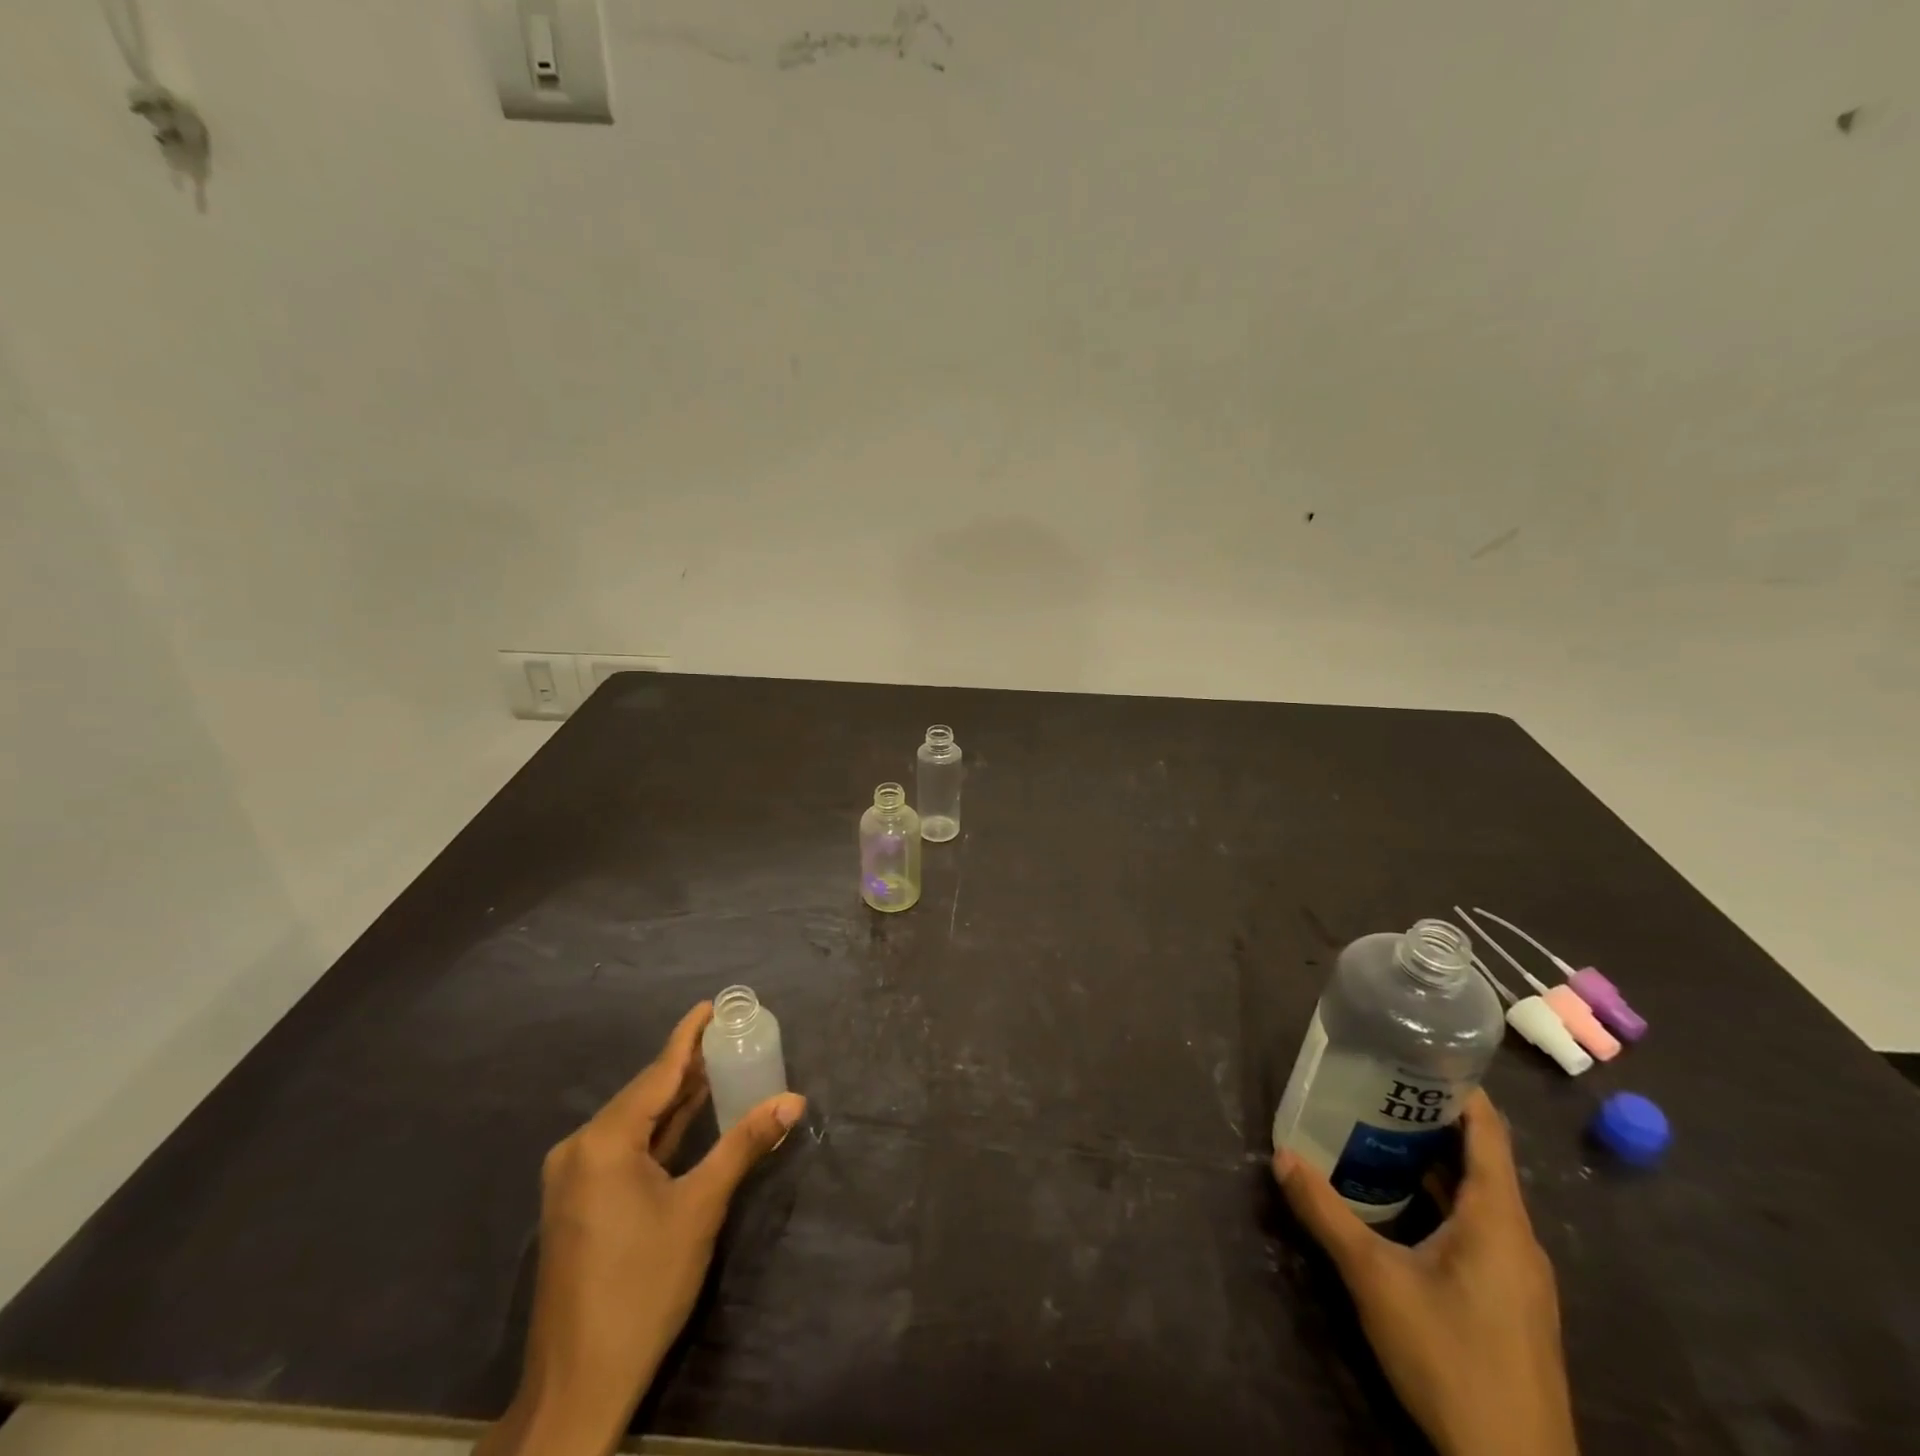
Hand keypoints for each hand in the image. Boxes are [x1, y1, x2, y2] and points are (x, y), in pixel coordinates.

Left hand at [478, 1002, 805, 1455]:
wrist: (578, 1383)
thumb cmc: (643, 1286)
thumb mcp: (700, 1209)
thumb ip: (744, 1145)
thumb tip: (793, 1100)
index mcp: (603, 1141)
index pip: (658, 1073)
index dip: (688, 1036)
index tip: (712, 1005)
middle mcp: (581, 1148)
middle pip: (644, 1093)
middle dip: (686, 1064)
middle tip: (728, 1034)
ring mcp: (575, 1177)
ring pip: (634, 1121)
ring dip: (675, 1097)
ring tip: (716, 1063)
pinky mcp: (579, 1201)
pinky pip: (624, 1146)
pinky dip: (659, 1130)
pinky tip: (688, 1116)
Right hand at [1272, 1090, 1577, 1455]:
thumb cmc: (1450, 1358)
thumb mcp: (1374, 1279)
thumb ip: (1326, 1214)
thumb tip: (1282, 1156)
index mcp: (1499, 1219)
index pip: (1489, 1131)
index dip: (1458, 1088)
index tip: (1414, 1055)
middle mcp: (1518, 1238)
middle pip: (1482, 1160)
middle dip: (1431, 1121)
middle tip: (1376, 1090)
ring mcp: (1519, 1275)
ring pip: (1480, 1198)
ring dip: (1435, 1164)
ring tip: (1378, 1136)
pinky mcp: (1512, 1304)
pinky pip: (1479, 1230)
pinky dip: (1444, 1203)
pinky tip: (1402, 1207)